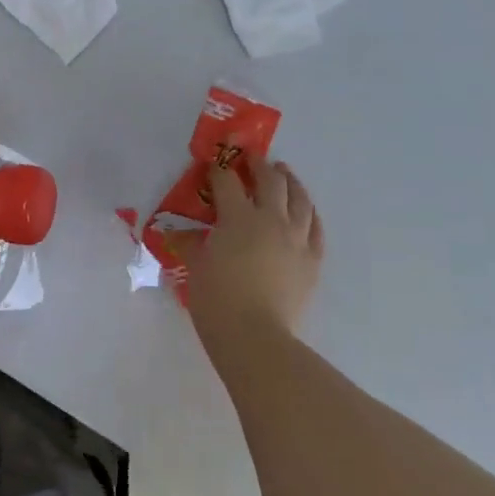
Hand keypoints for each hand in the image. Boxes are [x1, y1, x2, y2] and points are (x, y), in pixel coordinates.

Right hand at [187, 158, 323, 353]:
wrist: (255, 336)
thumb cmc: (217, 300)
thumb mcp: (195, 268)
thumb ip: (189, 245)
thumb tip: (178, 234)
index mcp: (238, 218)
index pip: (227, 183)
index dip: (218, 171)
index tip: (213, 165)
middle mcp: (271, 220)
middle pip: (270, 182)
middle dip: (259, 165)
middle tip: (252, 158)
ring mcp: (296, 239)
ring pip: (300, 199)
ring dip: (291, 181)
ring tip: (285, 173)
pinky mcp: (312, 260)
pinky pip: (316, 228)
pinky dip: (310, 214)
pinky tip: (306, 211)